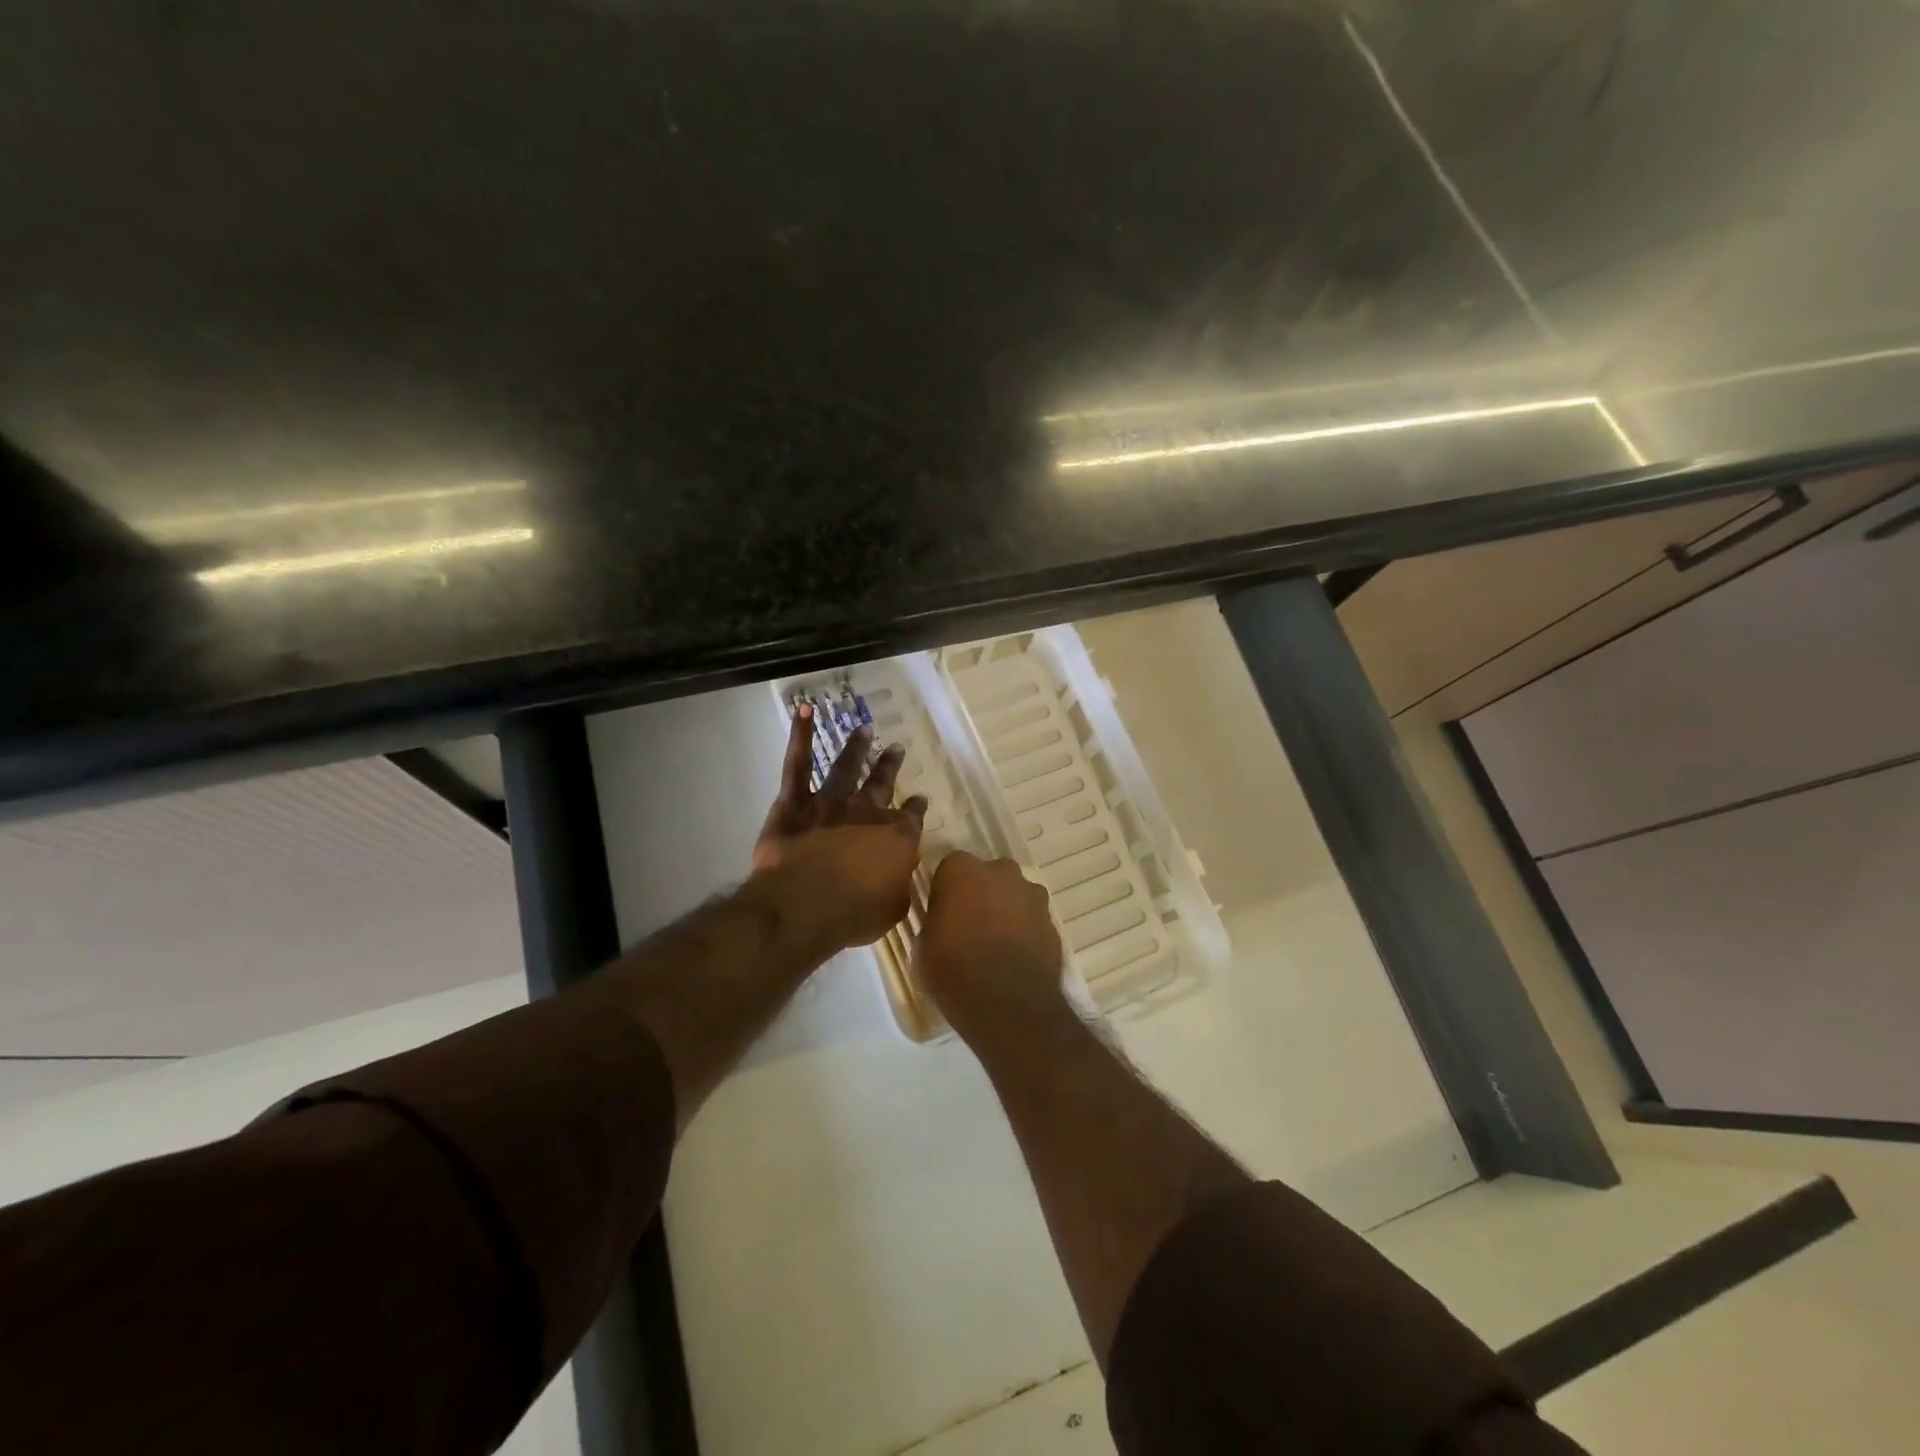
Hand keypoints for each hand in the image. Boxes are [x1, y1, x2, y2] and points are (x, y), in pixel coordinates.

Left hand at [751, 702, 926, 953]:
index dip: (915, 809)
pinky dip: (800, 736)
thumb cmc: (854, 913)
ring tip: (864, 729)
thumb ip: (898, 887)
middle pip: (881, 785)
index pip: (911, 818)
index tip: (919, 799)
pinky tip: (805, 711)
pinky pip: (797, 764)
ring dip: (856, 747)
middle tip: (896, 749)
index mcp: (895, 838)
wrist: (807, 903)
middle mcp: (866, 812)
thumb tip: (898, 876)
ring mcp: (830, 803)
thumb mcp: (893, 908)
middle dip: (890, 767)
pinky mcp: (795, 802)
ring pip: (846, 767)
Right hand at [917, 852, 1065, 1045]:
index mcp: (963, 871)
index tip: (943, 913)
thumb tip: (944, 920)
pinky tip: (1015, 958)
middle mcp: (1001, 872)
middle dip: (981, 894)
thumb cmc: (955, 970)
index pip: (951, 868)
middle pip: (988, 876)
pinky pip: (1032, 919)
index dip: (947, 890)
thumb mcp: (925, 945)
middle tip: (970, 926)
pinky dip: (1025, 931)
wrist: (1009, 1003)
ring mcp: (1032, 895)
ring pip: (1014, 895)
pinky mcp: (1052, 921)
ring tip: (996, 945)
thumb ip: (937, 919)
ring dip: (1006, 911)